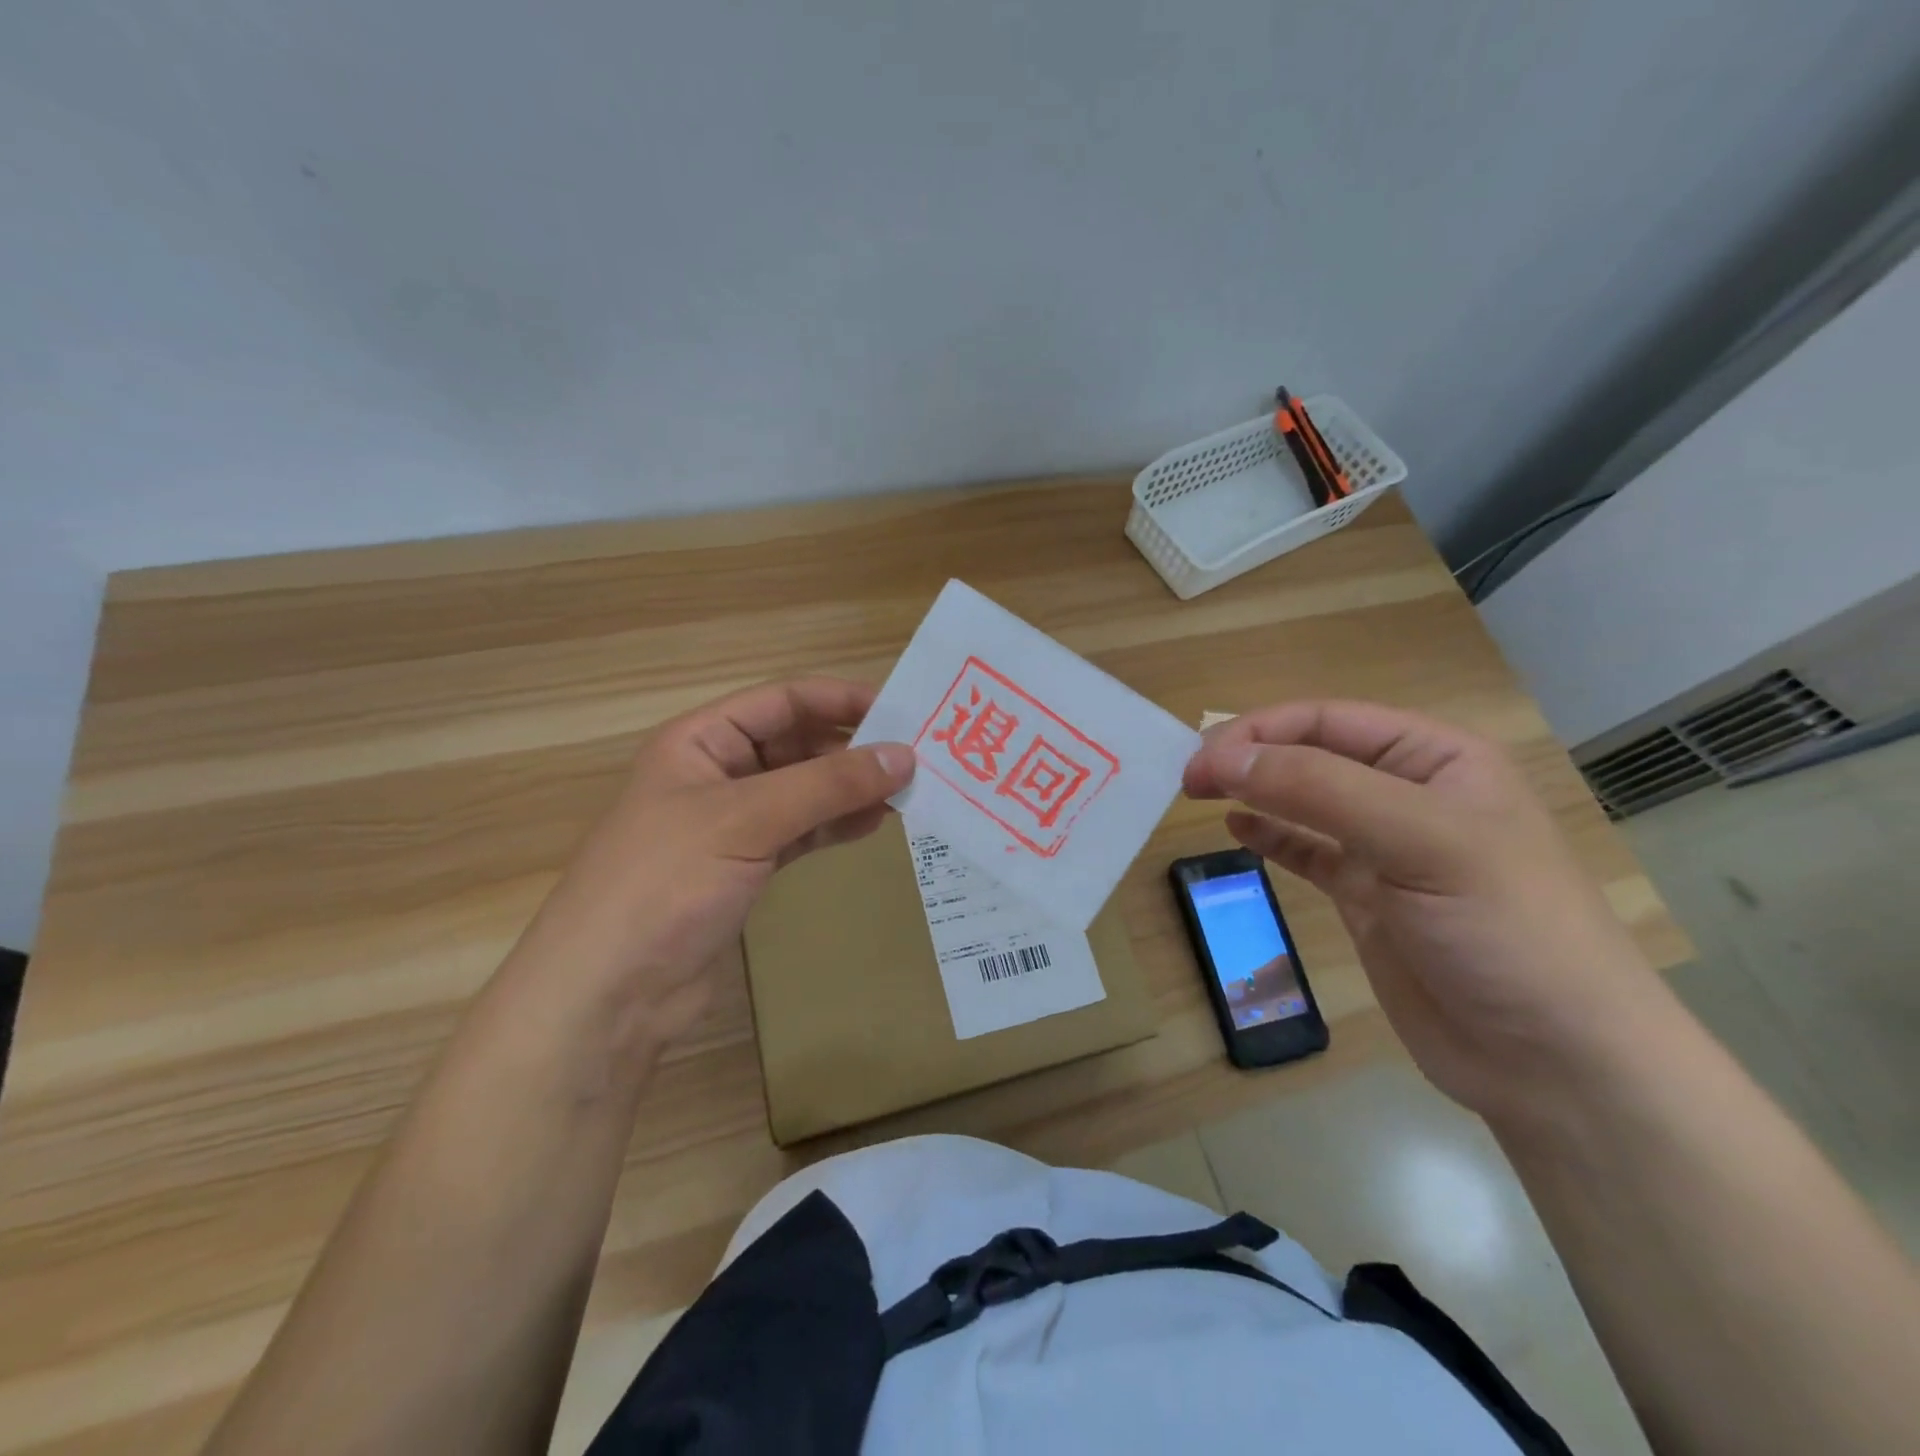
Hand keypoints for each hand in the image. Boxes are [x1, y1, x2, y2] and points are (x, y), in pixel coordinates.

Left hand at [509, 677, 912, 1056]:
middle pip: (796, 744)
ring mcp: (731, 824)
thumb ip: (827, 785)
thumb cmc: (665, 885)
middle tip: (916, 759)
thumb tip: (904, 755)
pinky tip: (872, 826)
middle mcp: (716, 773)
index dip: (841, 699)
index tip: (903, 710)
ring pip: (804, 791)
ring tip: (906, 794)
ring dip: (850, 789)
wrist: (608, 996)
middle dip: (852, 749)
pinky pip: (801, 832)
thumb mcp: (746, 820)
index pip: (782, 701)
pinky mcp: (744, 868)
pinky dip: (835, 826)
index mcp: (700, 741)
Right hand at [1184, 701, 1668, 1129]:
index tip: (1200, 761)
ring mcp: (1386, 849)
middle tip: (1188, 779)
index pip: (1329, 720)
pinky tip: (1237, 829)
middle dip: (1249, 757)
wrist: (1556, 1063)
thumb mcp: (1419, 841)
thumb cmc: (1503, 930)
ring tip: (1198, 793)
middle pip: (1311, 754)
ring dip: (1253, 790)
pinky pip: (1307, 851)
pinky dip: (1270, 836)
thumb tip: (1222, 757)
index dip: (1259, 732)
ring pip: (1304, 800)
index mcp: (1438, 759)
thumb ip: (1318, 790)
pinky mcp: (1367, 897)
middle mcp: (1410, 794)